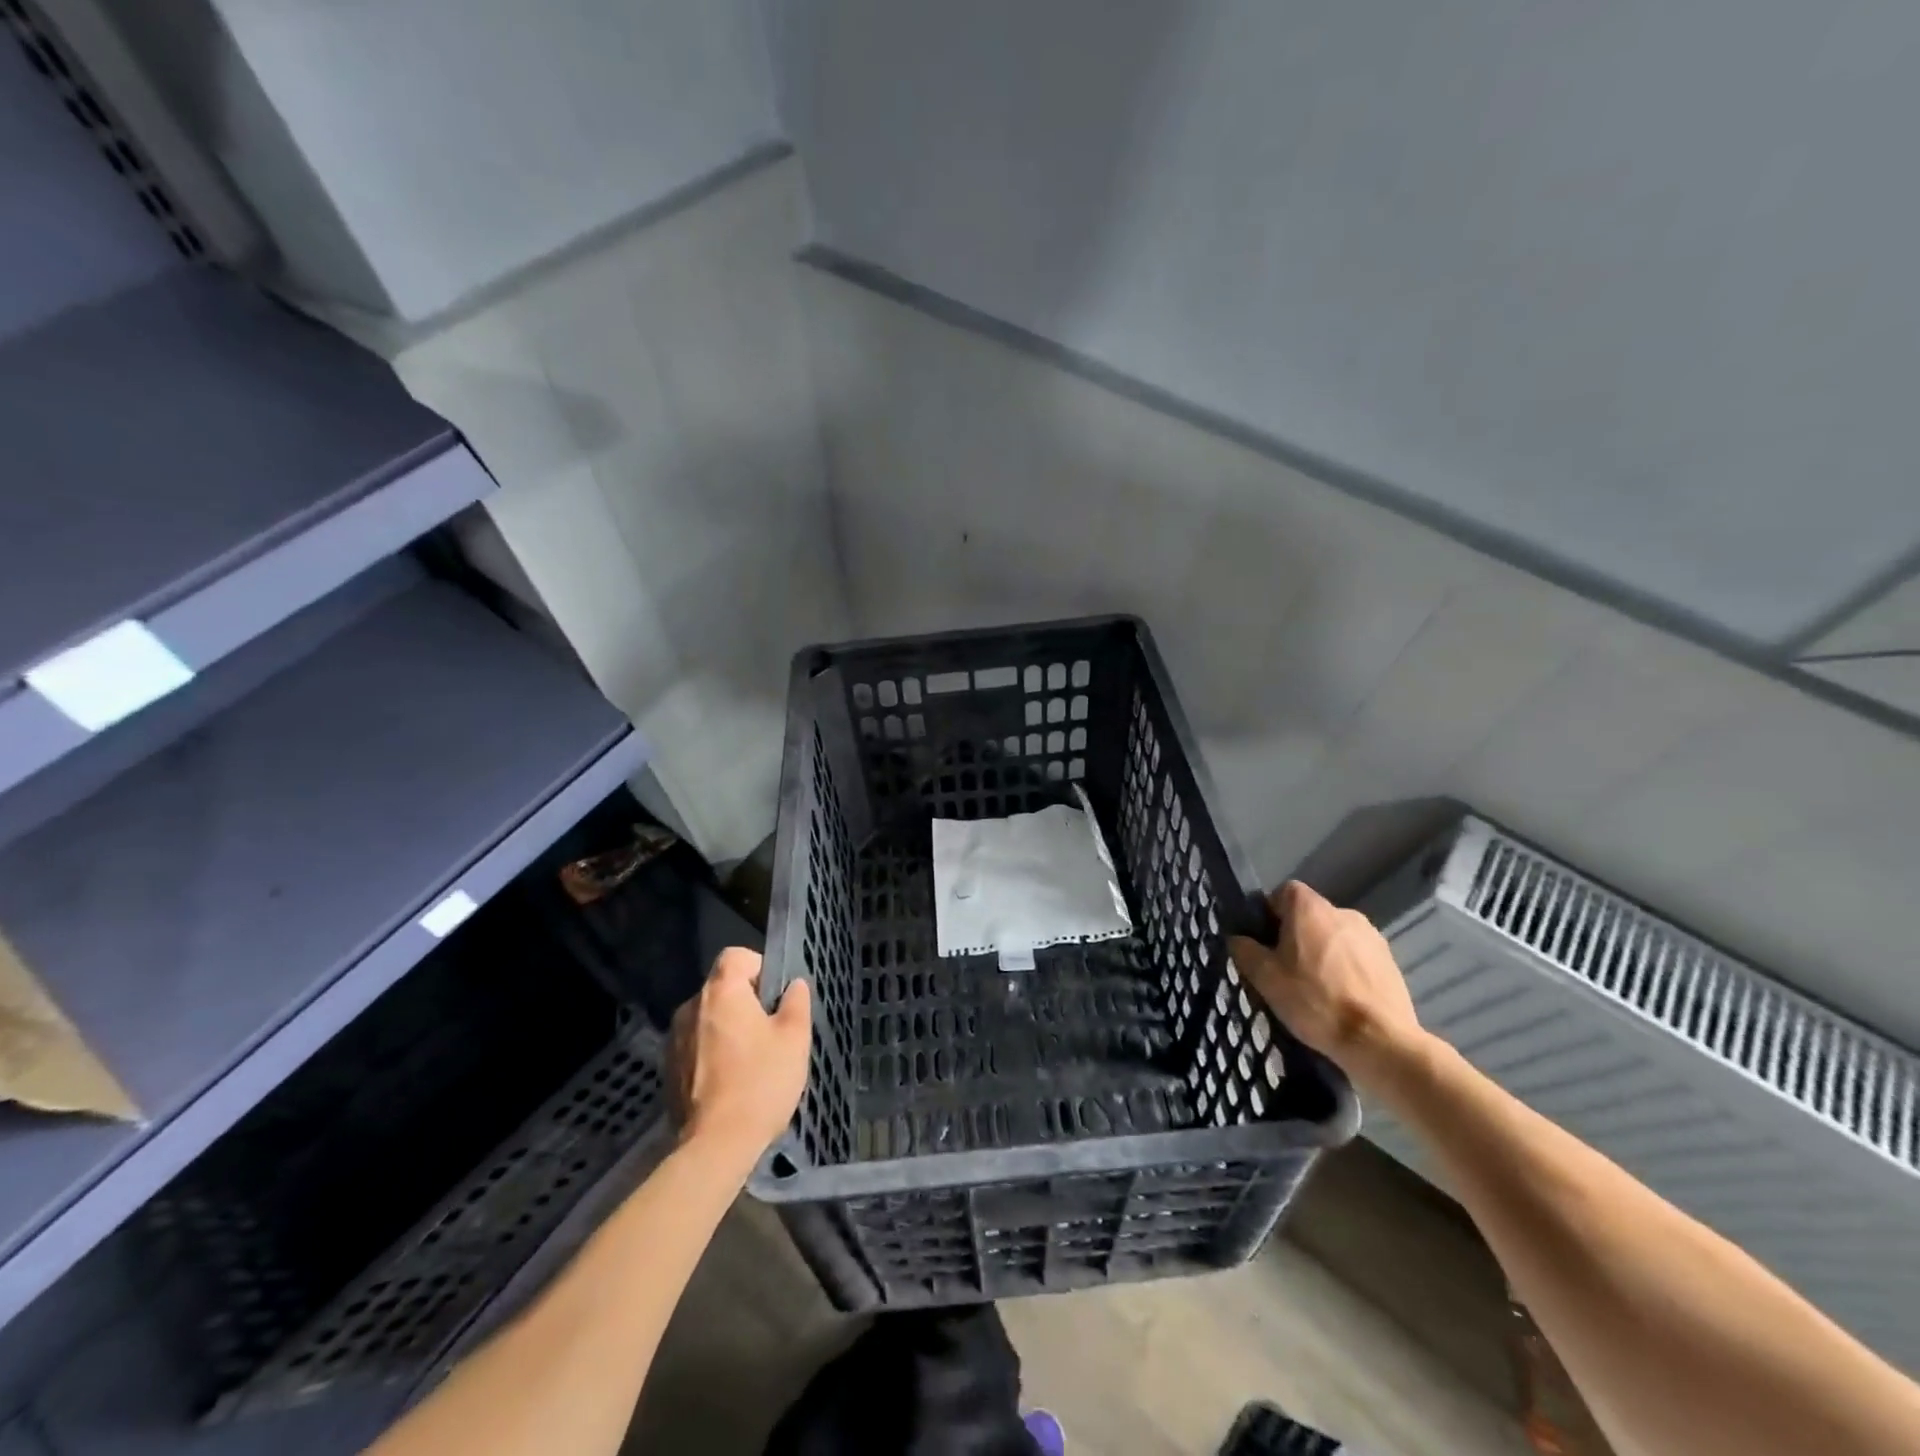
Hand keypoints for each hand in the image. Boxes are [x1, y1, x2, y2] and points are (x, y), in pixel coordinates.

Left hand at [668, 948, 811, 1164]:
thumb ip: (796, 1002)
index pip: (735, 956)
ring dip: (727, 1029)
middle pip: (721, 988)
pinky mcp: (668, 1070)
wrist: (715, 1146)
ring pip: (708, 1019)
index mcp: (721, 992)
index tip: (774, 994)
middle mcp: (691, 1007)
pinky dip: (712, 1054)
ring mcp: (674, 1039)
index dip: (758, 966)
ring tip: (751, 1060)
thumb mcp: (794, 1038)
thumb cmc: (761, 1082)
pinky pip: (695, 1046)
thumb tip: (793, 985)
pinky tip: (730, 1082)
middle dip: (745, 1002)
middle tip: (770, 1031)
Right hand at [1228, 881, 1423, 1082]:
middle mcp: (1343, 912)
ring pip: (1334, 937)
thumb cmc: (1315, 1001)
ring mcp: (1371, 936)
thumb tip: (1239, 939)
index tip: (1265, 943)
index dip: (1270, 913)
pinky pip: (1357, 956)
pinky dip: (1346, 970)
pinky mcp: (1390, 961)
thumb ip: (1245, 950)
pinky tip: (1342, 999)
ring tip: (1317, 990)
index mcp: (1310, 908)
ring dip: (1322, 953)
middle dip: (1296, 936)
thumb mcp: (1264, 977)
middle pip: (1309, 915)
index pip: (1283, 892)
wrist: (1379, 1040)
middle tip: (1286, 970)